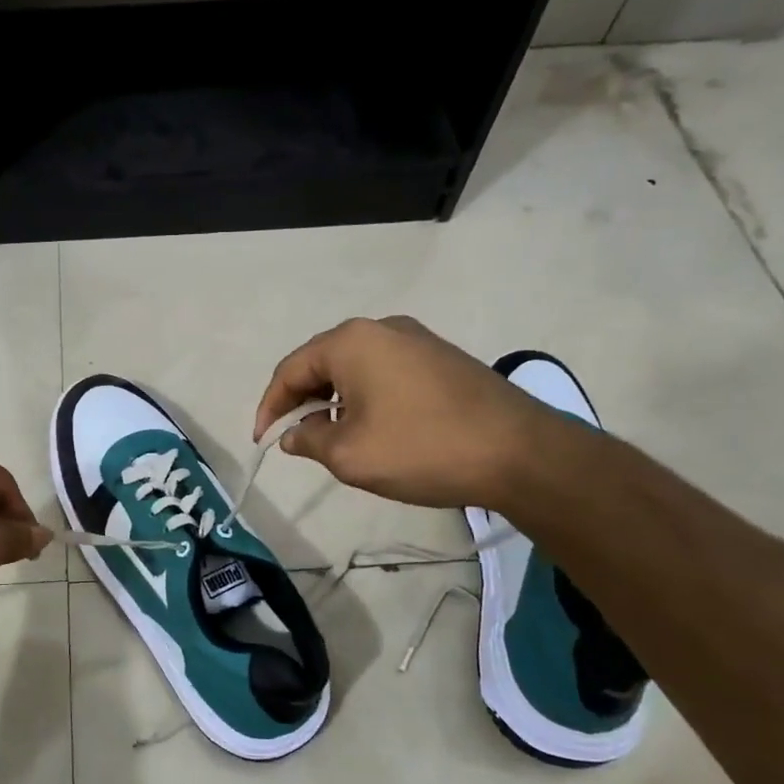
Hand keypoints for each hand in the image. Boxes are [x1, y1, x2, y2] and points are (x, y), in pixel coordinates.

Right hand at [254, 317, 555, 509]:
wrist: (520, 452)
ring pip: (354, 368)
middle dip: (301, 401)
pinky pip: (385, 372)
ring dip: (333, 400)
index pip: (290, 369)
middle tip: (295, 438)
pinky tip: (373, 427)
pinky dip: (365, 397)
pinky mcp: (442, 358)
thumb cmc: (422, 448)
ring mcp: (417, 340)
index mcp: (351, 341)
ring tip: (332, 437)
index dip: (270, 407)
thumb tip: (294, 434)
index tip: (263, 441)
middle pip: (322, 362)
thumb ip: (309, 440)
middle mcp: (381, 328)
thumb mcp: (350, 454)